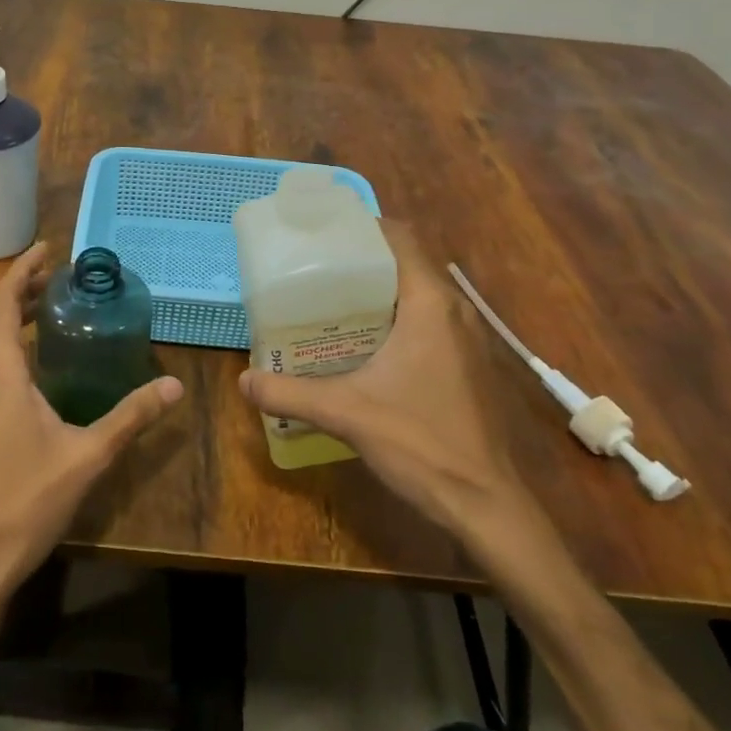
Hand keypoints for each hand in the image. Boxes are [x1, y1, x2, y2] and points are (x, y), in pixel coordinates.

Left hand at [0, 242, 181, 616]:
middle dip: (20, 290)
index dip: (22, 271)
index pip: (2, 303)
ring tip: (47, 309)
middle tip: (57, 278)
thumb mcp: (87, 455)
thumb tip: (174, 384)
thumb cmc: (26, 502)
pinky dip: (6, 345)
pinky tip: (35, 367)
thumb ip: (131, 416)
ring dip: (10, 317)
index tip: (48, 251)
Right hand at [239, 222, 543, 545]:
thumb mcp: (346, 413)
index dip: (362, 226)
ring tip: (328, 299)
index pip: (399, 238)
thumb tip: (244, 380)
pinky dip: (394, 316)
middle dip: (361, 259)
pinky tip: (361, 342)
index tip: (322, 232)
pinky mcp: (466, 363)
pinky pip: (426, 319)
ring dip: (378, 290)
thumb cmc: (421, 444)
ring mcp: (466, 338)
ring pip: (417, 292)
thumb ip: (290, 393)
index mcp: (430, 304)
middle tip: (313, 267)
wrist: (486, 505)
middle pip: (405, 262)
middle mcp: (453, 310)